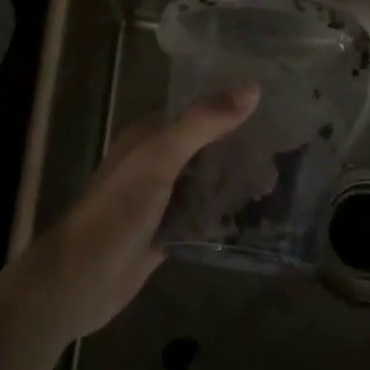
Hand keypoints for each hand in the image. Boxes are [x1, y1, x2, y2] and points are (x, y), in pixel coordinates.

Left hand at [9, 85, 259, 342]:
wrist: (80, 280)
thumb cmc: (117, 211)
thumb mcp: (160, 158)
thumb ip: (202, 123)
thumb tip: (252, 89)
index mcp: (149, 136)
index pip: (198, 110)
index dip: (232, 106)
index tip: (276, 106)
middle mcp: (156, 162)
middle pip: (207, 147)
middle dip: (242, 148)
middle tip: (289, 151)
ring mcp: (162, 199)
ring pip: (208, 181)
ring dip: (237, 182)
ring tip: (280, 184)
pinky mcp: (168, 231)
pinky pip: (204, 215)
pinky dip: (227, 213)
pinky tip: (258, 217)